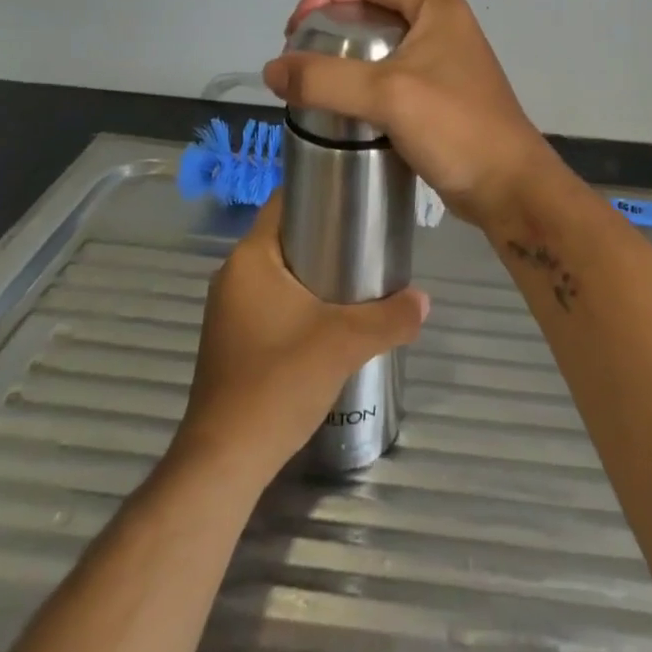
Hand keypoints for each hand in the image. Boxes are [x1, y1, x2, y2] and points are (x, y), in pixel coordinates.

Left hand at [173, 199, 428, 486]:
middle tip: (371, 238)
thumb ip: (390, 317)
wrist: (227, 460)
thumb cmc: (278, 382)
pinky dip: (301, 300)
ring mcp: (230, 310)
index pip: (284, 201)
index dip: (320, 190)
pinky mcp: (234, 340)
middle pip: (286, 237)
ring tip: (361, 276)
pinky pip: (273, 301)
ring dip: (316, 271)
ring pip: (281, 273)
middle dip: (328, 234)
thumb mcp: (345, 343)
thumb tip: (424, 300)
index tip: (358, 194)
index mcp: (250, 258)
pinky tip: (332, 319)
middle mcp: (233, 275)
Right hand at [262, 0, 558, 229]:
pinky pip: (392, 77)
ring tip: (312, 85)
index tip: (292, 30)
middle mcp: (442, 24)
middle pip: (372, 11)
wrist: (508, 186)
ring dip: (345, 59)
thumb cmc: (455, 127)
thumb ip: (325, 80)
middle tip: (298, 60)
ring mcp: (444, 61)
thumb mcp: (387, 95)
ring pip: (381, 47)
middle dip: (331, 29)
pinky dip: (363, 84)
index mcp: (435, 7)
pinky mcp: (440, 94)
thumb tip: (271, 71)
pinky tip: (342, 108)